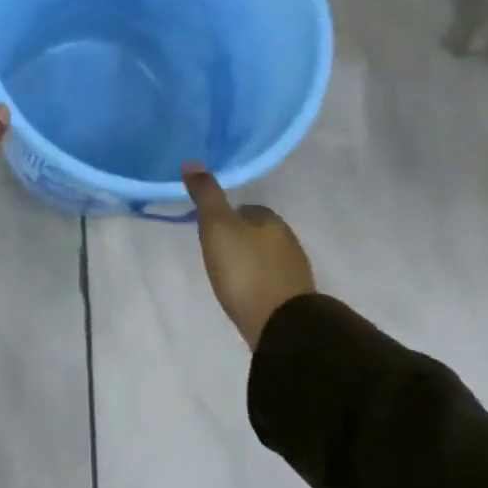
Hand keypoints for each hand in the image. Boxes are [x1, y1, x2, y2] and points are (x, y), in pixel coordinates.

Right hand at [183, 162, 315, 347]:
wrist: (281, 326)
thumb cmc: (245, 270)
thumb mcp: (217, 226)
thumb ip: (206, 195)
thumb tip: (192, 162)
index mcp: (272, 220)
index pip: (246, 209)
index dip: (226, 217)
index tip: (209, 230)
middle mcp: (288, 241)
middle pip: (257, 233)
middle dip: (239, 240)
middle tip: (215, 254)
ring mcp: (295, 272)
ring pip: (266, 258)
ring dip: (249, 263)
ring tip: (227, 276)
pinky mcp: (295, 300)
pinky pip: (271, 282)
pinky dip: (258, 283)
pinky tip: (245, 294)